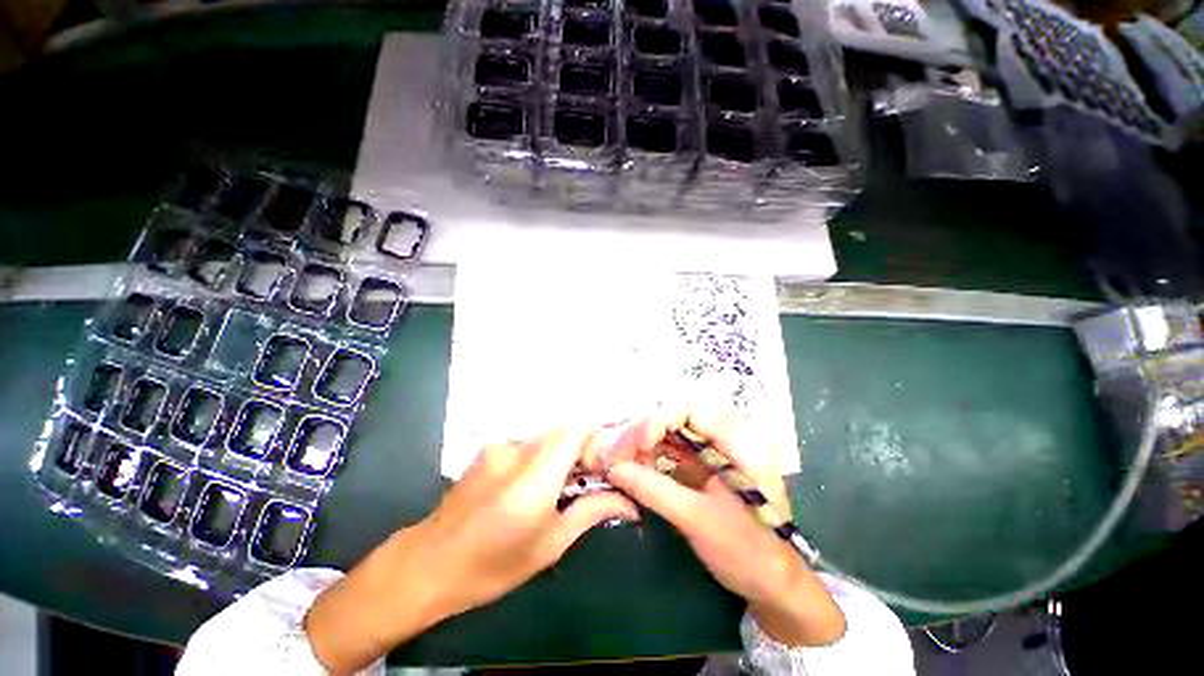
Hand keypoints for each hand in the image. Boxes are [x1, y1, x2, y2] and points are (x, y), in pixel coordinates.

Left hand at [305, 429, 637, 673]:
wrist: (429, 563)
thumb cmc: (493, 565)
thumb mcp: (549, 545)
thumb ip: (590, 512)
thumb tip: (629, 503)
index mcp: (534, 479)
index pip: (575, 428)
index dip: (595, 436)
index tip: (598, 465)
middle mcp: (517, 452)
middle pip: (564, 428)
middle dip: (581, 446)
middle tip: (583, 477)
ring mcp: (500, 446)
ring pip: (547, 435)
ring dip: (561, 451)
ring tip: (556, 484)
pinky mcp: (490, 447)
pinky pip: (528, 441)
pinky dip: (541, 454)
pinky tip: (529, 483)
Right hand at [600, 405, 846, 646]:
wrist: (773, 581)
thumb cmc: (749, 551)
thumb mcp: (699, 520)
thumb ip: (655, 490)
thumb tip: (613, 469)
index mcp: (739, 439)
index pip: (692, 408)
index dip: (659, 418)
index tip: (636, 445)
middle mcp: (725, 433)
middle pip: (675, 414)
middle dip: (643, 430)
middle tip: (616, 455)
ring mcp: (712, 445)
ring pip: (668, 428)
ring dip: (641, 442)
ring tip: (618, 461)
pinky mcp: (701, 460)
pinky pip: (669, 446)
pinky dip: (648, 455)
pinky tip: (632, 468)